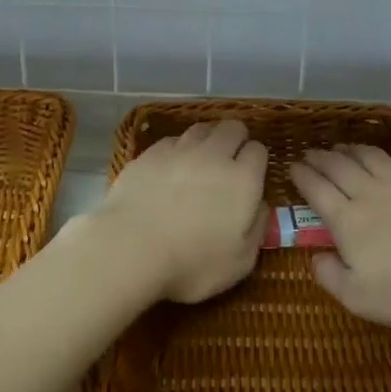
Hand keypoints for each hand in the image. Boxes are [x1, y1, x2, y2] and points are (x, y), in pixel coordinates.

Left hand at [89, 119, 267, 303]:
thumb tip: (260, 207)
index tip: (250, 179)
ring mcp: (179, 150)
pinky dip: (177, 150)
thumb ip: (256, 230)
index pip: (258, 150)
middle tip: (228, 163)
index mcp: (242, 180)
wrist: (130, 249)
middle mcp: (214, 155)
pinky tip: (170, 169)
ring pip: (201, 129)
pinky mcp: (150, 154)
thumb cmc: (191, 264)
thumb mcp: (240, 262)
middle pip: (232, 128)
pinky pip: (172, 141)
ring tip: (200, 162)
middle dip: (235, 140)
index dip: (255, 162)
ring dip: (207, 140)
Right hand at [291, 144, 390, 330]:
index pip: (317, 190)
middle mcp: (372, 194)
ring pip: (374, 158)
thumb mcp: (359, 299)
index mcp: (349, 221)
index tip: (291, 166)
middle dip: (322, 158)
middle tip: (311, 152)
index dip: (301, 176)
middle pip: (341, 167)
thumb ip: (330, 276)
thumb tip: (314, 257)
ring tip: (344, 147)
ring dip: (355, 150)